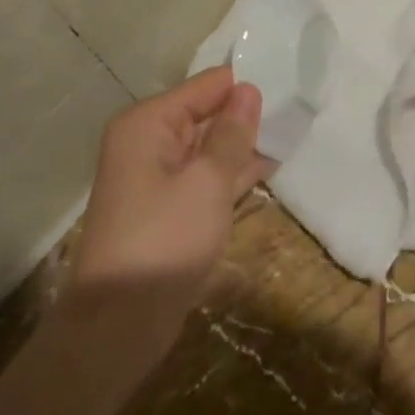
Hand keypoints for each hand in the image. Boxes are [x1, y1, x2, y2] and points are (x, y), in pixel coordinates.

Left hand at [67, 66, 270, 328]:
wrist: (116, 329)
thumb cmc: (163, 242)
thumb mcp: (207, 182)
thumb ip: (232, 133)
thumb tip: (249, 90)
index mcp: (149, 123)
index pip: (208, 85)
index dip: (246, 87)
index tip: (290, 87)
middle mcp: (148, 141)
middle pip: (207, 112)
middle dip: (247, 115)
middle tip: (298, 110)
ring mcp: (156, 176)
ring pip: (209, 146)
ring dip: (244, 145)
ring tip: (292, 133)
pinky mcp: (167, 208)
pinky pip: (205, 175)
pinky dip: (233, 172)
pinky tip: (269, 167)